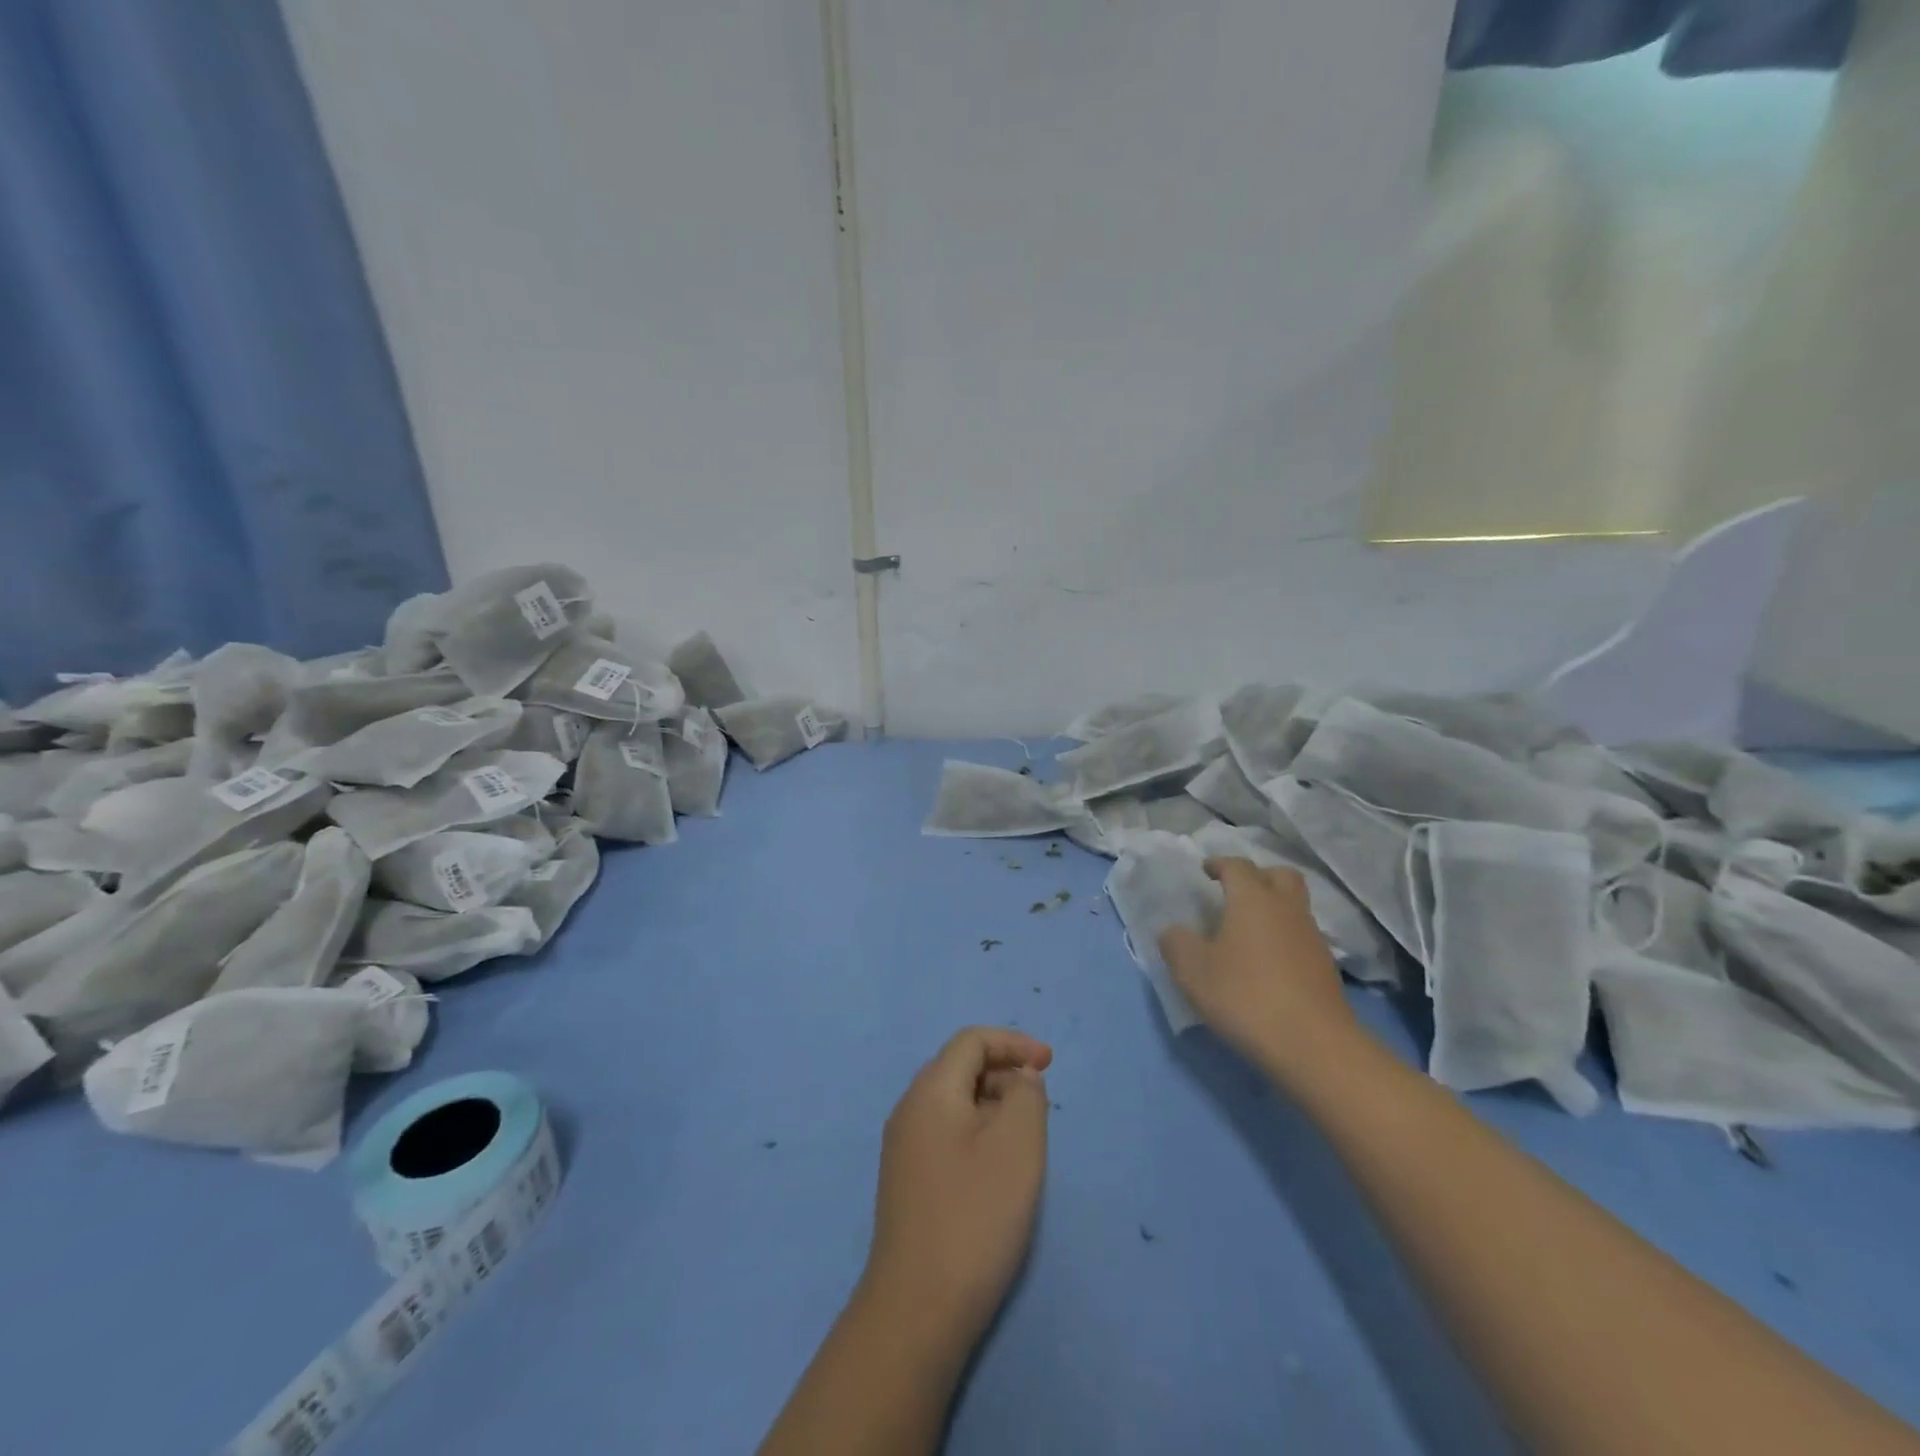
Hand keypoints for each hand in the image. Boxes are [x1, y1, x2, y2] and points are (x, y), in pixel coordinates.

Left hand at [861, 1027, 1051, 1359]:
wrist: (917, 1309)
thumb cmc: (975, 1216)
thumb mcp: (1017, 1145)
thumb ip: (1026, 1095)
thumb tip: (1019, 1077)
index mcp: (930, 1090)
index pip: (971, 1041)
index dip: (1013, 1043)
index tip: (1050, 1064)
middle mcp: (909, 1109)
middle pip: (959, 1067)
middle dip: (1004, 1072)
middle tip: (1041, 1102)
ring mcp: (903, 1148)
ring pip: (954, 1103)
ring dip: (993, 1104)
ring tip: (1026, 1136)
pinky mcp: (907, 1182)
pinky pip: (947, 1133)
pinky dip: (978, 1132)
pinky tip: (998, 1168)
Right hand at [1160, 858, 1365, 1084]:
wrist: (1313, 1046)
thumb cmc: (1245, 996)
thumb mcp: (1193, 971)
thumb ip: (1176, 943)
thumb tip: (1174, 931)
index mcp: (1253, 899)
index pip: (1237, 866)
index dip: (1219, 864)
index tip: (1205, 870)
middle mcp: (1286, 909)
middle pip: (1279, 875)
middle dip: (1257, 876)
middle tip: (1236, 891)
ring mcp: (1311, 938)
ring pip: (1294, 906)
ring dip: (1273, 908)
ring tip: (1247, 930)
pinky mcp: (1325, 968)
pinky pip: (1301, 936)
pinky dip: (1284, 937)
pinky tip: (1266, 962)